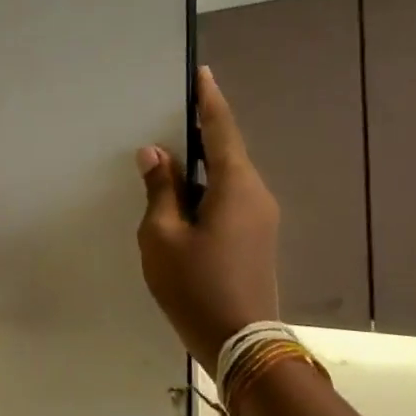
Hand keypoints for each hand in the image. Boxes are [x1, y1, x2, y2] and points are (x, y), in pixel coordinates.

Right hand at [136, 67, 280, 374]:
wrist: (241, 341)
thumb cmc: (195, 284)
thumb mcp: (162, 235)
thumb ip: (160, 190)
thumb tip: (155, 153)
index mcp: (236, 187)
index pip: (221, 131)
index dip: (209, 102)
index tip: (202, 74)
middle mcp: (256, 195)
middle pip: (226, 152)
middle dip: (200, 131)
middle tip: (170, 114)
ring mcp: (260, 218)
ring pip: (226, 177)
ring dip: (200, 164)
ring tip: (168, 156)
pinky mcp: (255, 236)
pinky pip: (228, 197)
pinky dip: (205, 187)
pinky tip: (181, 195)